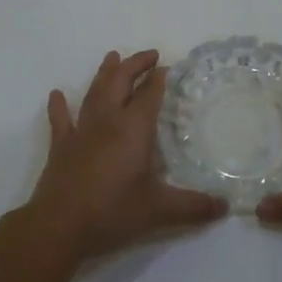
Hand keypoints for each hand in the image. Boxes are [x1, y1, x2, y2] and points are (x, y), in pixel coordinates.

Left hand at [26, 49, 226, 261]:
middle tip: (150, 55)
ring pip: (94, 92)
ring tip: (112, 56)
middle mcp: (108, 121)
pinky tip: (56, 94)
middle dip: (135, 65)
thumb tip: (225, 206)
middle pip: (121, 82)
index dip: (159, 79)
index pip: (150, 94)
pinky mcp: (61, 147)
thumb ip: (193, 206)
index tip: (169, 67)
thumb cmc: (112, 212)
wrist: (59, 226)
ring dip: (105, 73)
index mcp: (133, 129)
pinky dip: (59, 106)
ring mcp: (81, 131)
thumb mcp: (159, 211)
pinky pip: (60, 120)